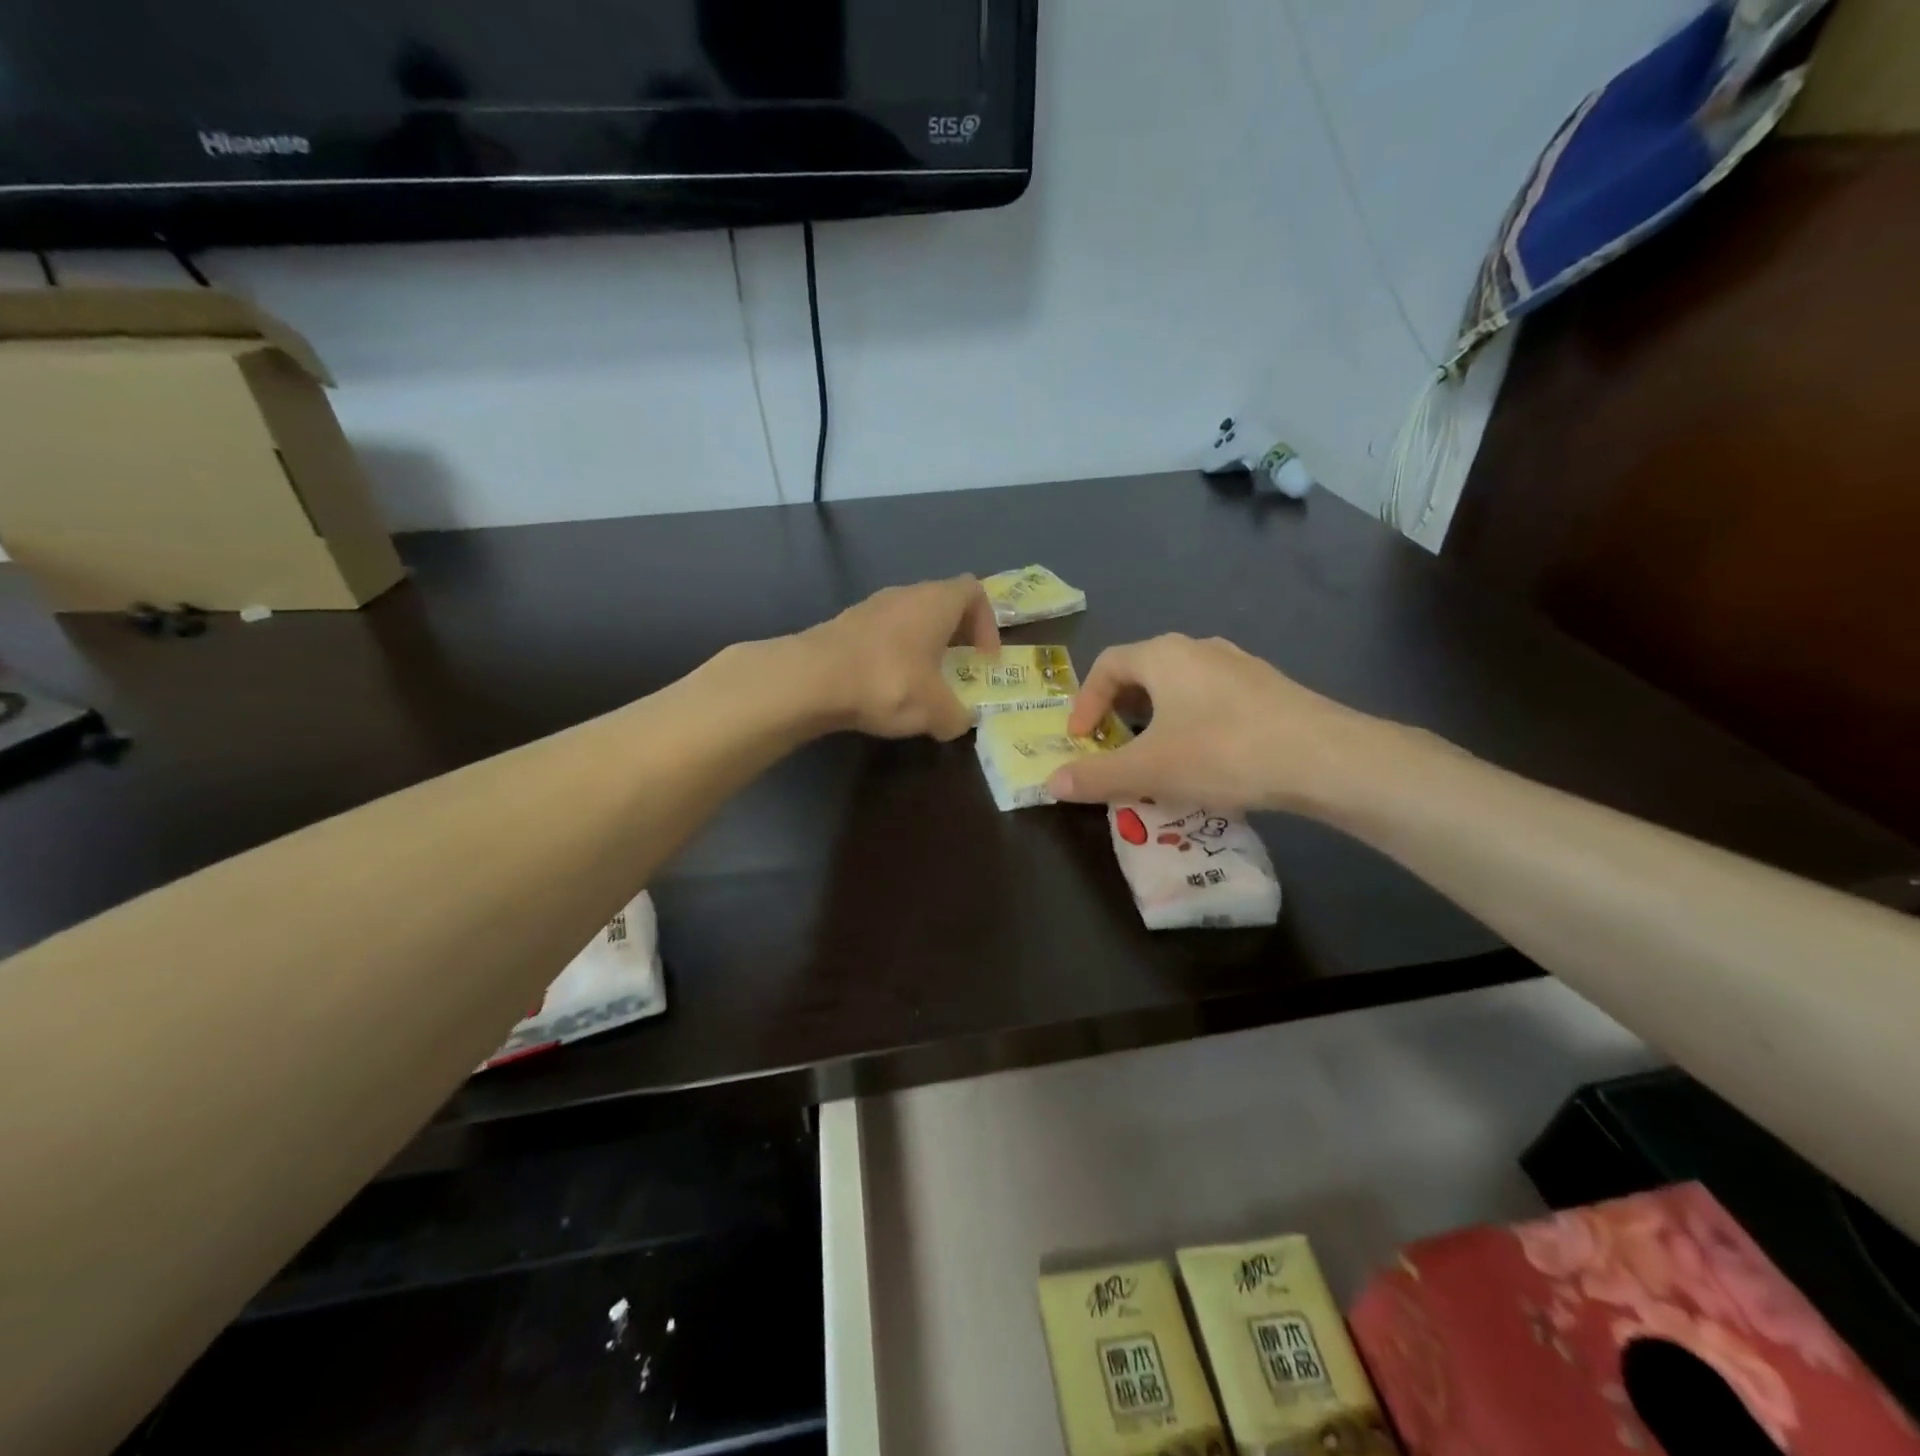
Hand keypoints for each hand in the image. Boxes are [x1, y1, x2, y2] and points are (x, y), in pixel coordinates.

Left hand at [802, 576, 999, 741]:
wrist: (812, 679)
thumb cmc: (888, 682)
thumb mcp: (935, 710)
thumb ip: (956, 716)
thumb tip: (959, 722)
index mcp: (936, 602)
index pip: (974, 592)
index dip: (988, 623)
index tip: (984, 658)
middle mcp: (905, 595)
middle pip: (941, 604)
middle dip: (955, 636)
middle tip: (958, 670)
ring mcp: (871, 607)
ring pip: (909, 620)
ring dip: (921, 647)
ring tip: (921, 683)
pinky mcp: (844, 626)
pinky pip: (882, 635)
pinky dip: (892, 655)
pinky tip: (885, 687)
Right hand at [1045, 634, 1388, 811]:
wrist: (1325, 758)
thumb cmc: (1223, 753)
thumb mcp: (1149, 770)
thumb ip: (1097, 776)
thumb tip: (1050, 783)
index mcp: (1163, 655)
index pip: (1107, 665)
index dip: (1085, 702)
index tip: (1081, 741)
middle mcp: (1199, 648)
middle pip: (1143, 671)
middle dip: (1119, 709)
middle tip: (1113, 745)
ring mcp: (1238, 664)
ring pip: (1180, 685)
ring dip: (1157, 717)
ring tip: (1156, 755)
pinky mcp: (1268, 687)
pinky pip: (1213, 698)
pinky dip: (1192, 722)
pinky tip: (1206, 758)